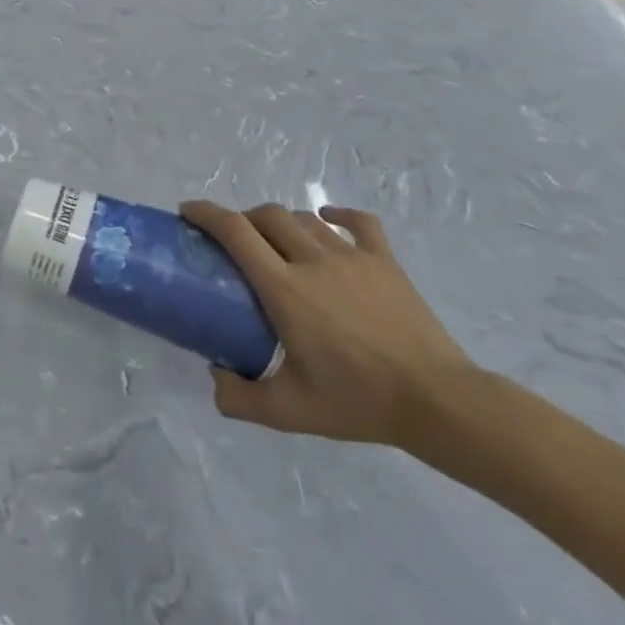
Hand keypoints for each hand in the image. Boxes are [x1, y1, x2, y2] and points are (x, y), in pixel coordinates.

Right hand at [181, 200, 477, 448]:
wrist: (436, 401)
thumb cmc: (357, 402)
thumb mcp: (287, 412)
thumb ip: (239, 398)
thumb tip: (214, 377)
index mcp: (284, 289)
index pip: (235, 232)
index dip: (206, 214)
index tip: (188, 212)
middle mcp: (313, 260)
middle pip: (267, 216)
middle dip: (242, 218)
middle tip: (233, 239)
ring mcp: (353, 256)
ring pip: (305, 218)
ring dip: (281, 221)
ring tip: (275, 239)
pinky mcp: (385, 261)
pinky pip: (358, 222)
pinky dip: (337, 214)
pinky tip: (327, 218)